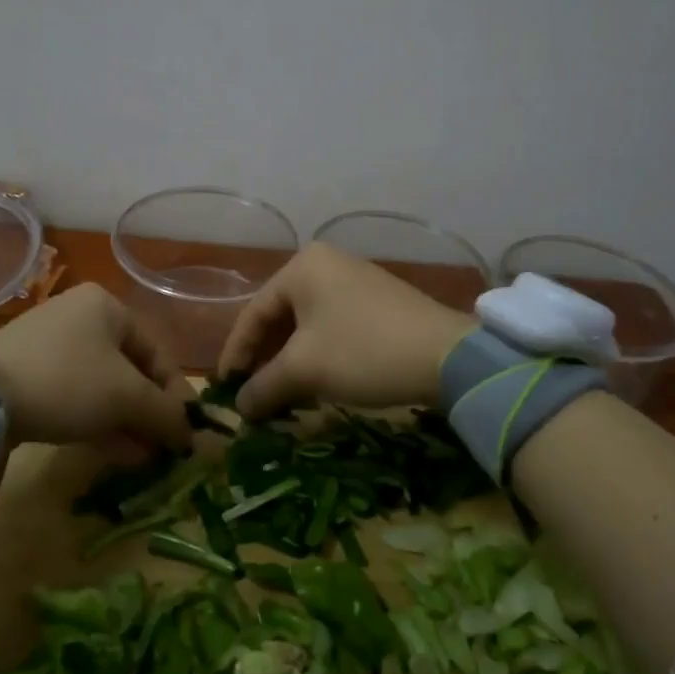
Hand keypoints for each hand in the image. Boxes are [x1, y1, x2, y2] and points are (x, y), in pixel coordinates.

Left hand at [0, 284, 193, 451]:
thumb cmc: (67, 381)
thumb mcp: (127, 397)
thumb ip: (166, 414)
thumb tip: (192, 436)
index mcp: (108, 307)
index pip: (157, 353)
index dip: (177, 396)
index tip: (187, 433)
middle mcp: (80, 317)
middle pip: (130, 371)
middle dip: (149, 413)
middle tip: (163, 449)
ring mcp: (50, 345)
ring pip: (102, 387)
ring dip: (126, 422)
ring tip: (143, 459)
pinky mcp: (27, 373)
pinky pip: (75, 396)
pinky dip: (97, 421)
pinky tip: (114, 452)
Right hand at [217, 244, 476, 419]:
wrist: (449, 356)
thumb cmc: (363, 352)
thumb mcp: (304, 370)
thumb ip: (263, 386)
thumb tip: (240, 408)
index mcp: (302, 267)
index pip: (253, 314)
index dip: (235, 355)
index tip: (225, 389)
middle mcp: (326, 265)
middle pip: (280, 318)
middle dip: (265, 361)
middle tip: (253, 396)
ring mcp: (355, 281)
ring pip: (307, 326)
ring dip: (290, 363)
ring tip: (282, 397)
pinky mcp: (377, 302)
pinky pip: (332, 328)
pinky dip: (318, 356)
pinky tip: (316, 385)